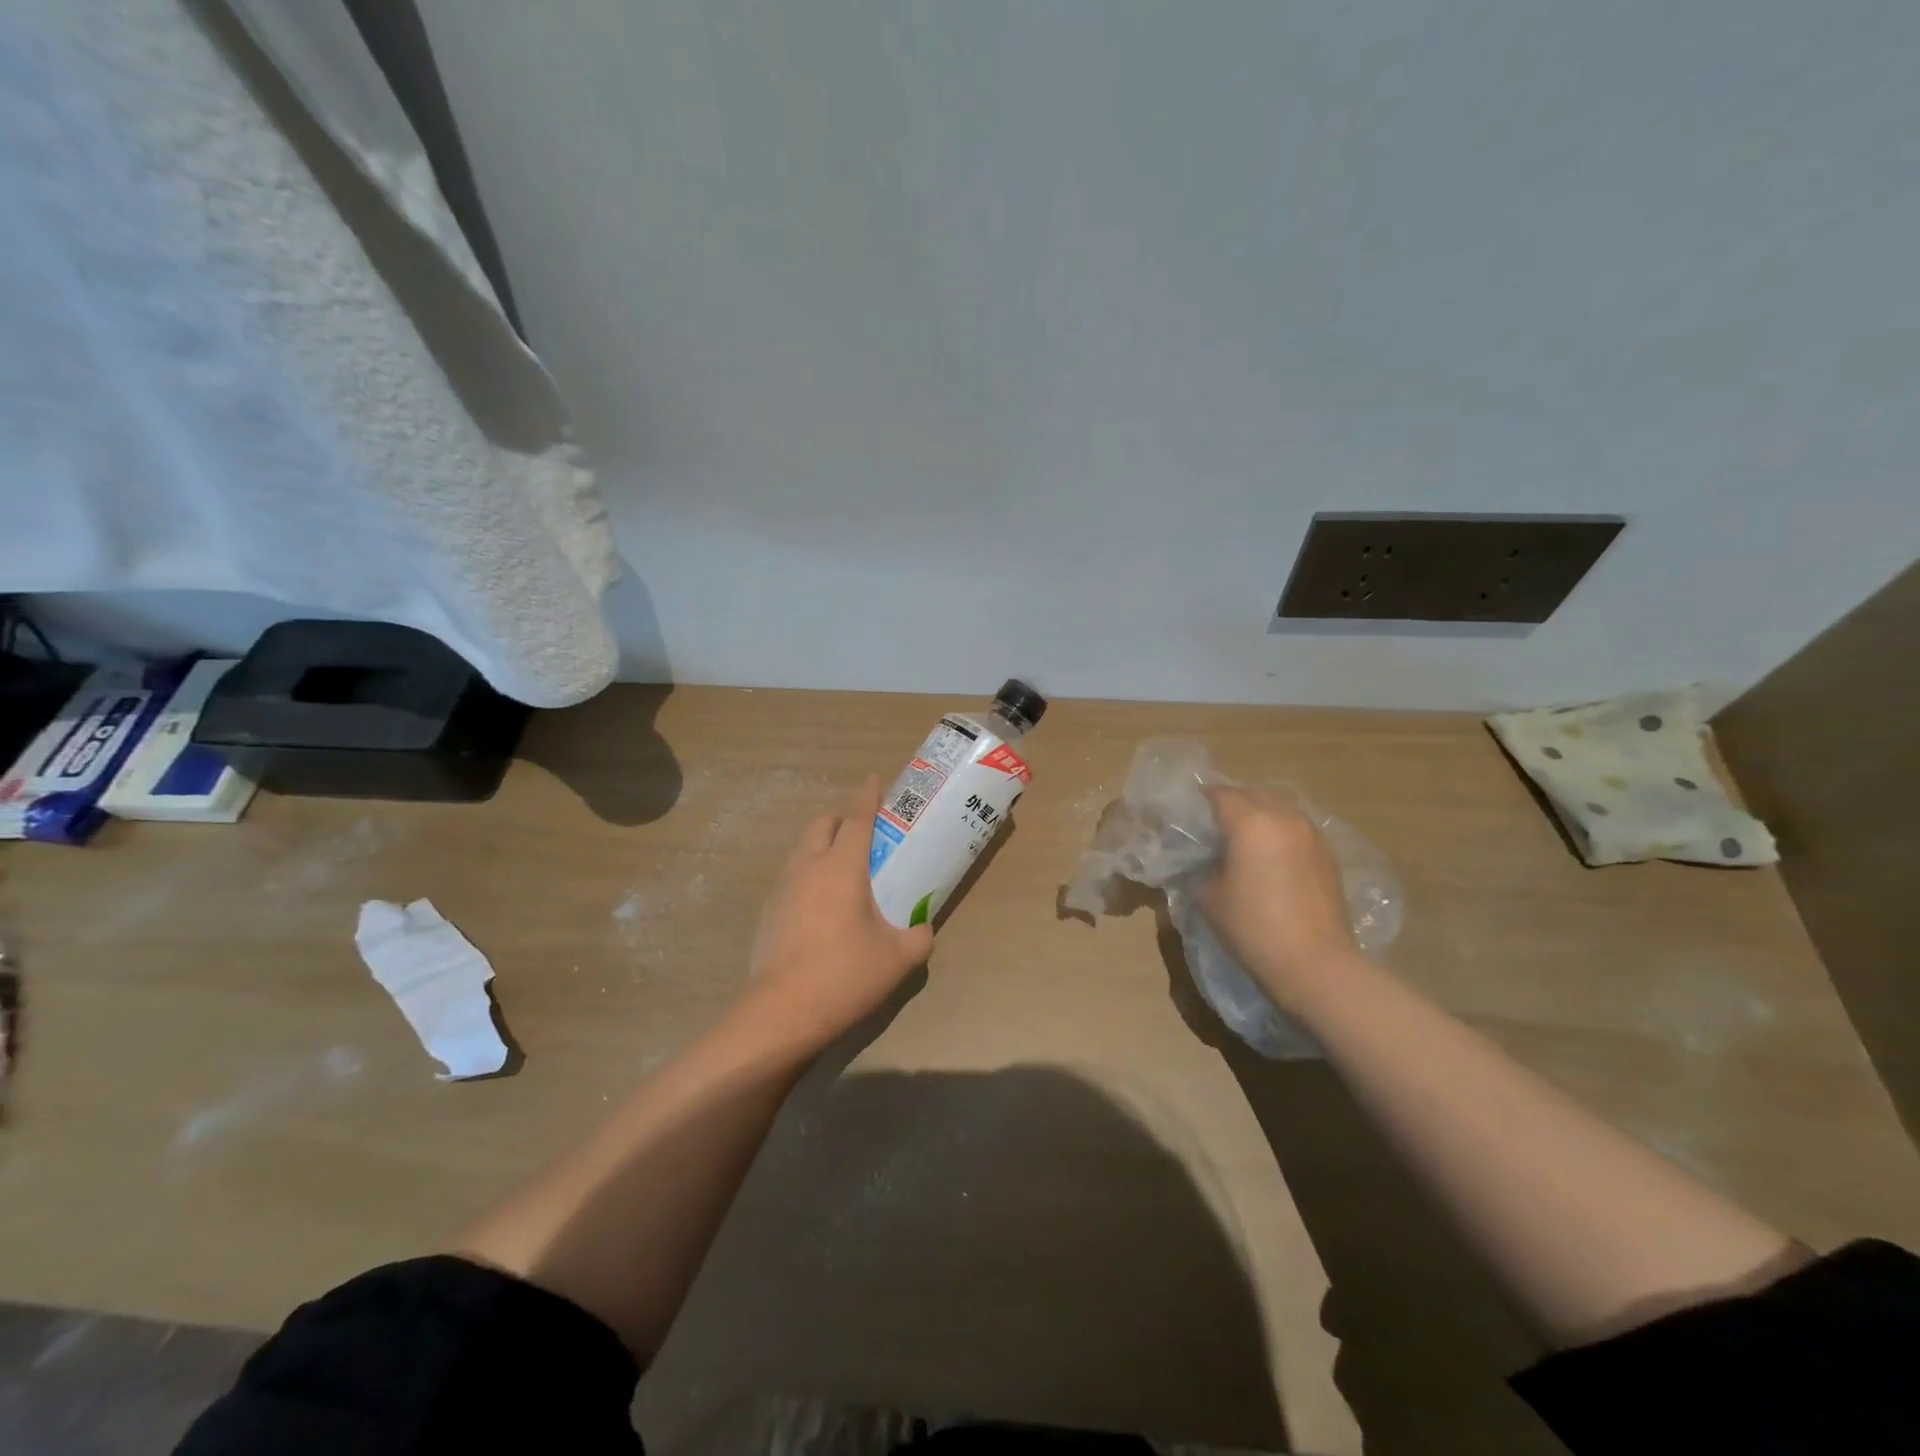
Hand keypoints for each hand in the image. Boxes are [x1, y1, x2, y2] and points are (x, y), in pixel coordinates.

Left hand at [745, 776, 934, 1050]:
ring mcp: (782, 888)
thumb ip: (920, 936)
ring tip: (843, 865)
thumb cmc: (845, 975)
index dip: (868, 795)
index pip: (857, 818)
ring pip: (802, 848)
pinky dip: (808, 873)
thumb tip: (924, 928)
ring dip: (822, 843)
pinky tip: (821, 902)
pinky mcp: (768, 911)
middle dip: (843, 816)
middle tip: (865, 830)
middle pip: (823, 823)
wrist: (782, 1013)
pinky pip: (791, 876)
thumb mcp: (899, 958)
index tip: (875, 779)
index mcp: (842, 867)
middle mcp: (808, 866)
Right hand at [1197, 785, 1360, 1016]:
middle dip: (1234, 804)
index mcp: (1250, 821)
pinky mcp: (1328, 855)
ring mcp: (1311, 835)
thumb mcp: (1208, 896)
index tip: (1189, 813)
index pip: (1220, 794)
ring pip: (1280, 809)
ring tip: (1245, 842)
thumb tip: (1204, 861)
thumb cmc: (1253, 926)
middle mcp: (1284, 817)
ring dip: (1261, 817)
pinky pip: (1297, 830)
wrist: (1315, 963)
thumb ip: (1201, 868)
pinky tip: (1271, 860)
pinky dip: (1281, 835)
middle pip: (1254, 794)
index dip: (1201, 799)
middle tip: (1216, 826)